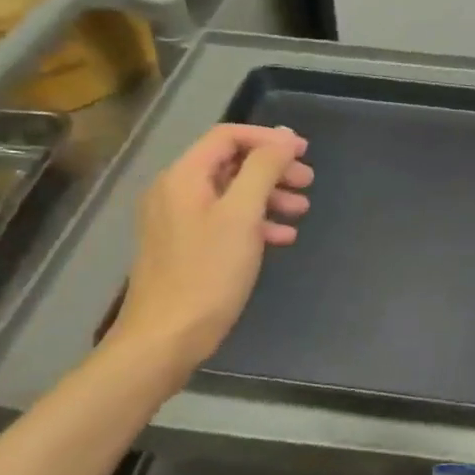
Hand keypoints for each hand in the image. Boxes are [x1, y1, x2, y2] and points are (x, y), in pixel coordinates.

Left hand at [102, 123, 312, 381]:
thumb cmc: (207, 273)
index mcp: (183, 176)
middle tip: (308, 181)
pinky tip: (282, 237)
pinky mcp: (185, 248)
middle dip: (273, 169)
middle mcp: (175, 191)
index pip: (227, 136)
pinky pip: (224, 221)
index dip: (268, 138)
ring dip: (268, 196)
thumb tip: (283, 137)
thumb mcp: (242, 215)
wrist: (166, 338)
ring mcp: (177, 221)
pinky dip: (255, 222)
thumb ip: (263, 169)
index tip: (303, 151)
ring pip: (231, 193)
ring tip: (302, 210)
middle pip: (230, 163)